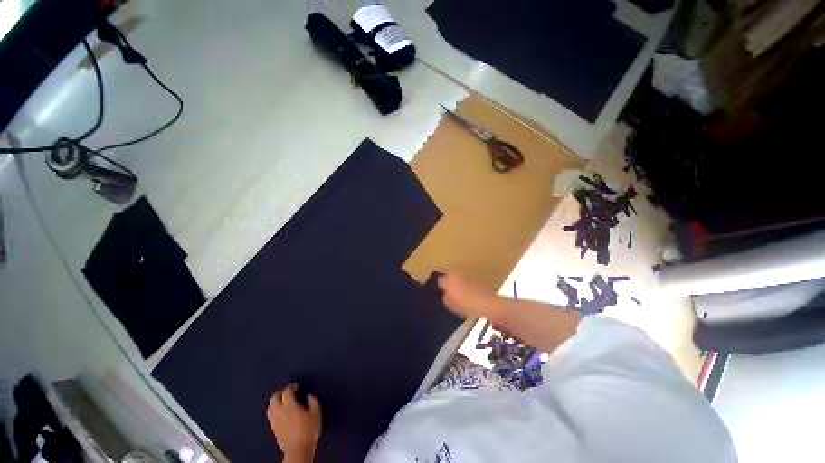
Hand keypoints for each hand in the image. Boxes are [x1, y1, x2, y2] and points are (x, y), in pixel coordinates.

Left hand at [267, 384, 321, 462]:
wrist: (298, 450)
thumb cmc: (309, 430)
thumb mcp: (316, 413)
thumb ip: (313, 402)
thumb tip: (308, 396)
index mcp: (290, 406)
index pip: (286, 392)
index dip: (290, 386)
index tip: (296, 386)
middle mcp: (280, 412)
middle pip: (274, 399)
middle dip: (279, 393)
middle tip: (286, 392)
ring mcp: (275, 421)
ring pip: (269, 408)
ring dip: (274, 402)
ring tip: (281, 401)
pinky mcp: (274, 430)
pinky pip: (270, 417)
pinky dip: (273, 411)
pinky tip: (279, 413)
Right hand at [438, 274, 504, 320]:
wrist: (486, 303)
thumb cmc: (464, 304)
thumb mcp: (449, 305)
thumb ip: (445, 298)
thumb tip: (446, 295)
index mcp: (448, 279)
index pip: (439, 281)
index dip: (439, 287)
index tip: (440, 293)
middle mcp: (457, 275)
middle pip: (449, 279)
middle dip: (449, 285)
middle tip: (449, 295)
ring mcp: (467, 277)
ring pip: (459, 280)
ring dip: (458, 286)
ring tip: (459, 297)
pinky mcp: (476, 281)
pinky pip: (467, 284)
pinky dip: (466, 288)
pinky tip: (468, 297)